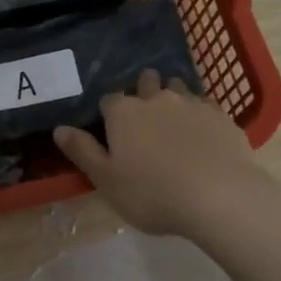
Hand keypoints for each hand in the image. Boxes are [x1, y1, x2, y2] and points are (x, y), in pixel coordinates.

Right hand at [55, 69, 280, 280]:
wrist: (220, 197)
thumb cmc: (153, 193)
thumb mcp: (107, 180)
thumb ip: (82, 151)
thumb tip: (59, 129)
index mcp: (124, 113)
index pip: (109, 100)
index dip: (109, 113)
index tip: (112, 129)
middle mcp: (156, 99)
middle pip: (146, 83)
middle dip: (143, 92)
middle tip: (145, 117)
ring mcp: (192, 103)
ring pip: (178, 88)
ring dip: (173, 97)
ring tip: (174, 120)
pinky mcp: (221, 116)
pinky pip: (206, 106)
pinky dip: (201, 115)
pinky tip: (204, 134)